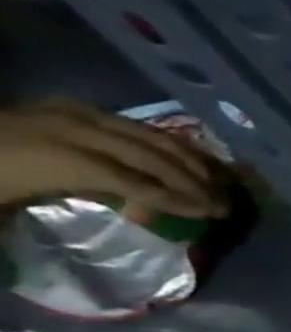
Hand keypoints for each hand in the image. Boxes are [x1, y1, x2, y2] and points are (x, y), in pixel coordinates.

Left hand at [0, 101, 225, 217]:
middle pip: (151, 156)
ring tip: (218, 183)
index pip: (136, 182)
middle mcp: (73, 130)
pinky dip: (166, 143)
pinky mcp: (68, 108)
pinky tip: (185, 159)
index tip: (211, 216)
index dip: (178, 200)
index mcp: (59, 159)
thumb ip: (62, 213)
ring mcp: (71, 114)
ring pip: (149, 137)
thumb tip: (121, 223)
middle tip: (227, 204)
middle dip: (195, 181)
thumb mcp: (6, 207)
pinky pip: (130, 125)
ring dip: (190, 161)